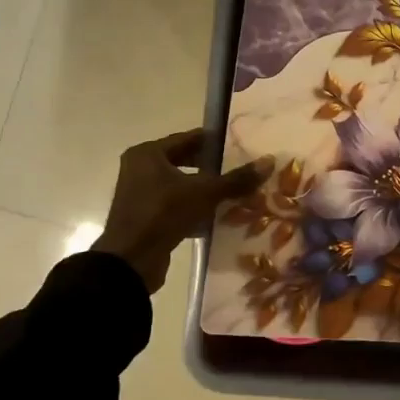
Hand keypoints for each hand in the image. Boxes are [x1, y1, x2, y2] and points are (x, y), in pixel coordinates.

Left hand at [93, 129, 271, 293]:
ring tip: (235, 191)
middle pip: (185, 161)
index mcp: (148, 154)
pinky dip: (195, 207)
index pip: (190, 138)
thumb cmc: (163, 214)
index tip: (242, 146)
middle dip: (213, 167)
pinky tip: (218, 214)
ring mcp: (141, 193)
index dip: (217, 142)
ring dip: (206, 188)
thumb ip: (236, 178)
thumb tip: (269, 161)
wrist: (130, 261)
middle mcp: (140, 168)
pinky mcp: (146, 216)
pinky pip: (176, 204)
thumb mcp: (204, 193)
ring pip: (182, 184)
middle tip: (241, 169)